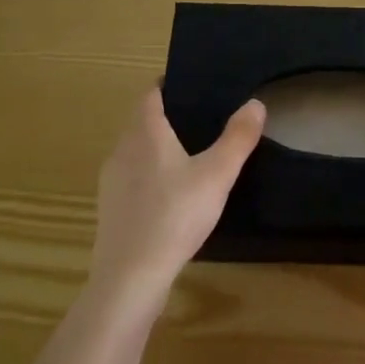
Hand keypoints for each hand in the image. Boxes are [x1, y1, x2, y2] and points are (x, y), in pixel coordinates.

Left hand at [89, 90, 265, 308]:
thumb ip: (238, 137)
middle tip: (200, 119)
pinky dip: (149, 176)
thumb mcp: (217, 174)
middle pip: (141, 121)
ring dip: (156, 148)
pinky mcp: (110, 211)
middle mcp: (122, 150)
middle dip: (166, 116)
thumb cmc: (175, 215)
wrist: (130, 278)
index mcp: (144, 132)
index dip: (167, 85)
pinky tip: (171, 196)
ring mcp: (111, 182)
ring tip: (189, 156)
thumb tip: (255, 103)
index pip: (150, 94)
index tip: (191, 86)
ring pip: (135, 152)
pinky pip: (131, 180)